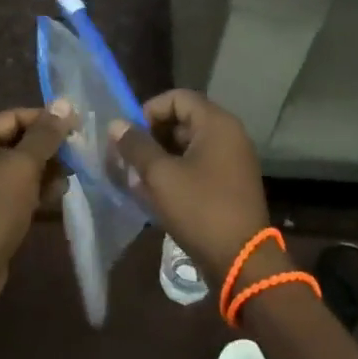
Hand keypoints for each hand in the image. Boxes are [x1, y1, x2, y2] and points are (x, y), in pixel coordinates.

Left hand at [0, 102, 74, 312]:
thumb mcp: (22, 167)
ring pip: (16, 169)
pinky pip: (11, 192)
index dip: (47, 121)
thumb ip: (45, 135)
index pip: (14, 117)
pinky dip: (32, 193)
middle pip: (15, 142)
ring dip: (44, 173)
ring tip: (68, 182)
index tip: (78, 128)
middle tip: (78, 158)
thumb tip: (65, 105)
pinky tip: (55, 199)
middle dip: (47, 151)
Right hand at [109, 90, 273, 283]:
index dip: (149, 111)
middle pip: (183, 120)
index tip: (130, 136)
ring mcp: (232, 160)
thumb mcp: (161, 176)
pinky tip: (156, 194)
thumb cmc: (200, 210)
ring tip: (137, 178)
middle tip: (129, 158)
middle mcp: (229, 135)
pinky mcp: (230, 183)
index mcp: (217, 124)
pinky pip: (198, 165)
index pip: (177, 98)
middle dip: (152, 136)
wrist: (241, 261)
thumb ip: (136, 146)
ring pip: (188, 145)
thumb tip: (116, 124)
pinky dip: (177, 172)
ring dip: (161, 157)